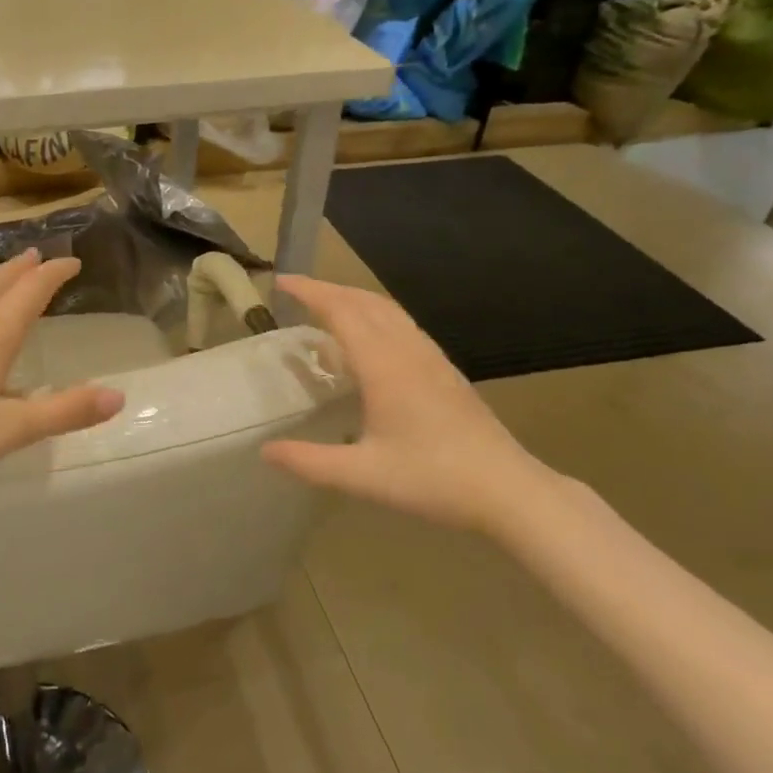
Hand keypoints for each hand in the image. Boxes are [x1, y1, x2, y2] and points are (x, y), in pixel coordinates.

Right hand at [261, 275, 557, 533]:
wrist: (508, 490)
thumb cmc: (433, 480)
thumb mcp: (362, 476)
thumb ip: (309, 462)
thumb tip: (264, 451)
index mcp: (384, 366)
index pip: (341, 311)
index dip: (310, 292)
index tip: (281, 281)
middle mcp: (407, 350)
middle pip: (364, 302)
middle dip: (328, 289)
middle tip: (295, 292)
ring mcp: (431, 358)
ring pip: (388, 310)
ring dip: (353, 299)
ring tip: (326, 307)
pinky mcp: (445, 371)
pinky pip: (403, 325)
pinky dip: (375, 316)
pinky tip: (369, 340)